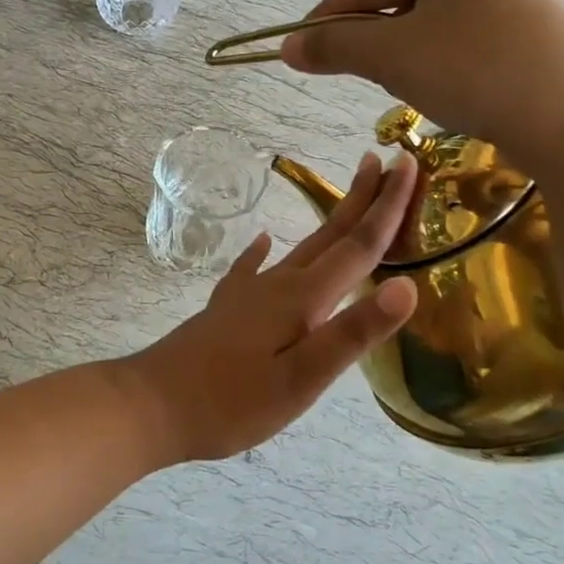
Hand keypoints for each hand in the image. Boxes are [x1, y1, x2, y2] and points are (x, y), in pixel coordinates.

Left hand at [123, 154, 419, 462]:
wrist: (152, 403)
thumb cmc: (232, 401)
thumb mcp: (302, 378)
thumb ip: (353, 333)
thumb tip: (407, 287)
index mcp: (303, 299)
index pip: (359, 246)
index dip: (389, 207)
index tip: (410, 163)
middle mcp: (278, 284)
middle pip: (331, 234)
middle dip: (363, 198)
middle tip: (387, 160)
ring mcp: (248, 293)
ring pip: (300, 248)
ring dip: (329, 221)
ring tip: (346, 197)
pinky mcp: (227, 308)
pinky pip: (253, 267)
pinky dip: (264, 251)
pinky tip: (263, 241)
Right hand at [278, 0, 563, 169]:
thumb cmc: (474, 69)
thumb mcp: (390, 57)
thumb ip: (334, 47)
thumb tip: (287, 47)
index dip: (328, 19)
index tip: (299, 50)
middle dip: (376, 39)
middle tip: (361, 76)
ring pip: (437, 20)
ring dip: (410, 53)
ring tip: (412, 87)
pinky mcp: (539, 23)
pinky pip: (470, 35)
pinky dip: (447, 60)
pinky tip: (455, 88)